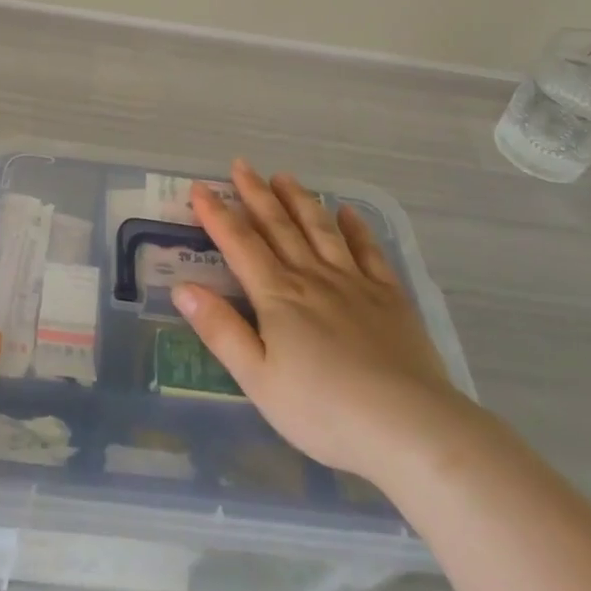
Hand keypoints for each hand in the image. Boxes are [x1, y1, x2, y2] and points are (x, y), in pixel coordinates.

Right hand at [177, 160, 466, 483]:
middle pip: (279, 226)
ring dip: (300, 200)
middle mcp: (313, 277)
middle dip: (256, 194)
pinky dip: (356, 228)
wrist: (408, 426)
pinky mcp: (390, 296)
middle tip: (241, 165)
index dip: (217, 215)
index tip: (200, 188)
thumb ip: (221, 330)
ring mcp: (355, 283)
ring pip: (321, 229)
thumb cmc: (323, 410)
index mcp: (278, 296)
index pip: (239, 244)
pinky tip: (348, 212)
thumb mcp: (258, 379)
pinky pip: (369, 251)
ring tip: (284, 176)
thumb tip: (183, 287)